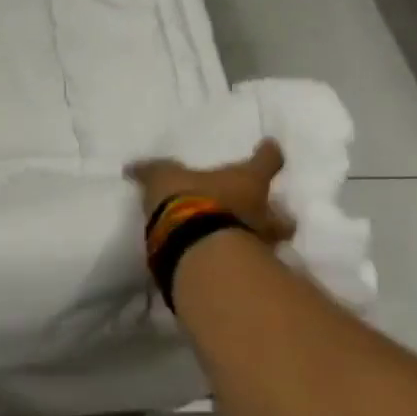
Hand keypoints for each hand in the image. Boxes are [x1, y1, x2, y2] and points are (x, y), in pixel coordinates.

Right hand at [126, 140, 295, 245]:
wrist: (195, 247)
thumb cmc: (188, 201)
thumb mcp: (163, 178)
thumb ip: (153, 172)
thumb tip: (133, 167)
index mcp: (247, 181)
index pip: (267, 161)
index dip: (268, 154)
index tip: (269, 146)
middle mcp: (261, 210)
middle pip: (283, 213)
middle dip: (279, 214)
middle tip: (270, 213)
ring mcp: (258, 242)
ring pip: (273, 241)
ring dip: (264, 241)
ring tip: (250, 243)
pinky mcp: (246, 268)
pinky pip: (250, 262)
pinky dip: (244, 262)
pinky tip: (229, 262)